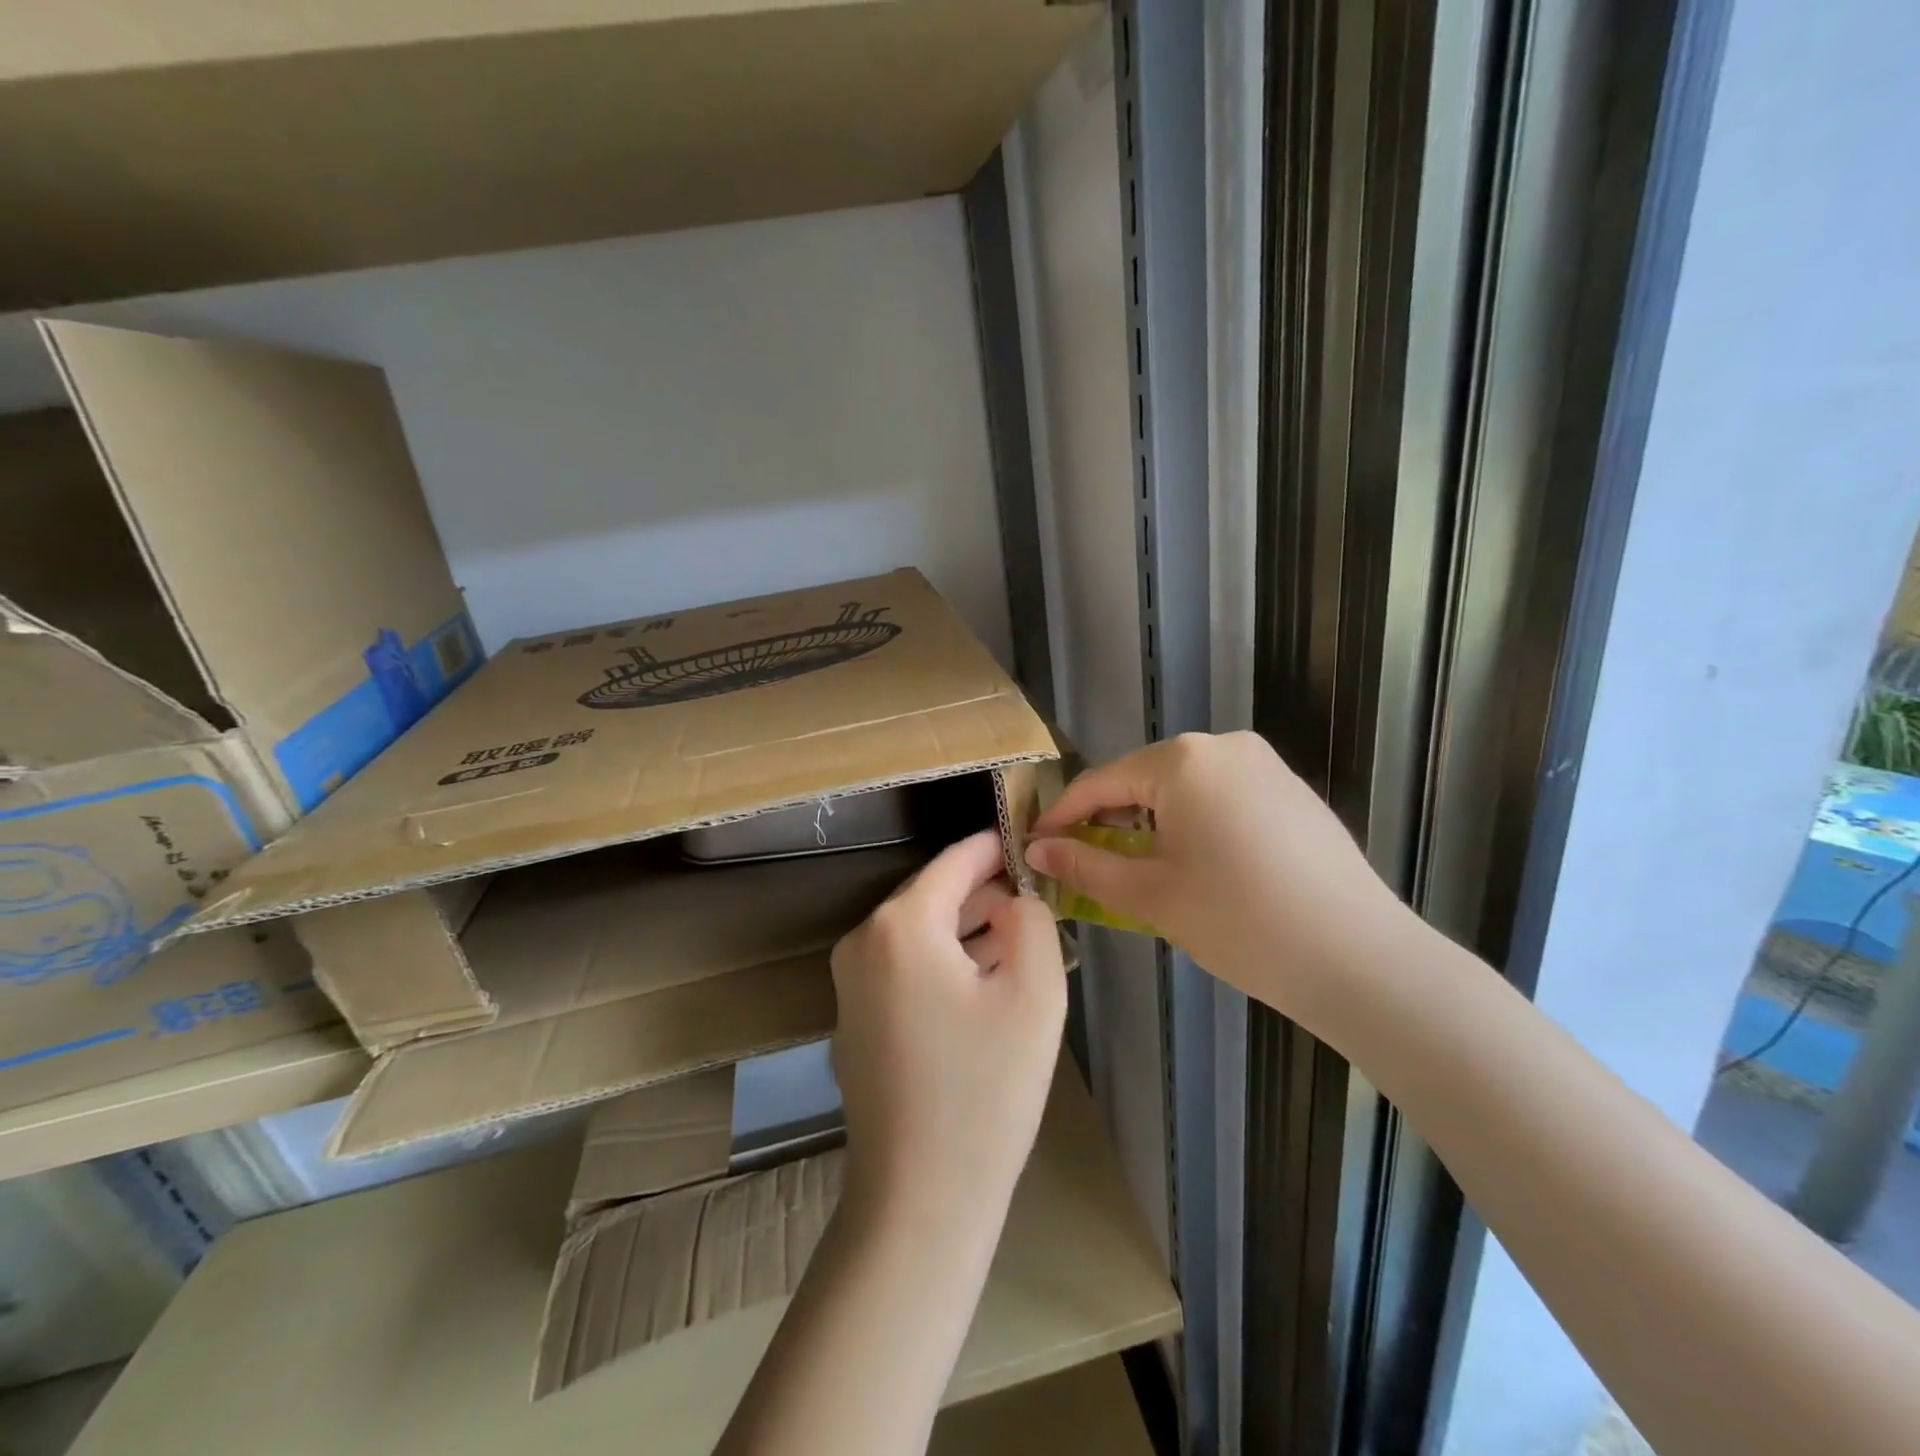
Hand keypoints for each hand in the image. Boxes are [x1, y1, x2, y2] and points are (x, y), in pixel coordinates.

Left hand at [830, 830, 1066, 1242]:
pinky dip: (945, 962)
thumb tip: (1014, 896)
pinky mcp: (854, 1017)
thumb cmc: (985, 1092)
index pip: (955, 861)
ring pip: (920, 933)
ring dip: (968, 929)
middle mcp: (863, 941)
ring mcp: (850, 982)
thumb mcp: (1034, 994)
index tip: (1030, 839)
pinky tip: (984, 981)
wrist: (919, 1200)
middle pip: (934, 895)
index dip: (996, 847)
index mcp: (901, 925)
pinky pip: (905, 967)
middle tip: (1036, 899)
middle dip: (986, 893)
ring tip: (1020, 938)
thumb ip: (1032, 921)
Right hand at [1024, 732, 1416, 1034]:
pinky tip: (1200, 866)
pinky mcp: (1291, 791)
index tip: (1035, 845)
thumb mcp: (1150, 894)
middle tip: (1086, 864)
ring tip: (1140, 869)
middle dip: (1109, 819)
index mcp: (1182, 760)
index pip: (1100, 783)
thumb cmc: (1239, 920)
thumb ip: (1086, 863)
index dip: (1063, 816)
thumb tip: (1037, 848)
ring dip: (1152, 822)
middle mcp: (1223, 746)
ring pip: (1184, 788)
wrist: (1360, 958)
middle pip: (1142, 779)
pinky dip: (1195, 823)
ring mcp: (1265, 765)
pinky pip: (1222, 796)